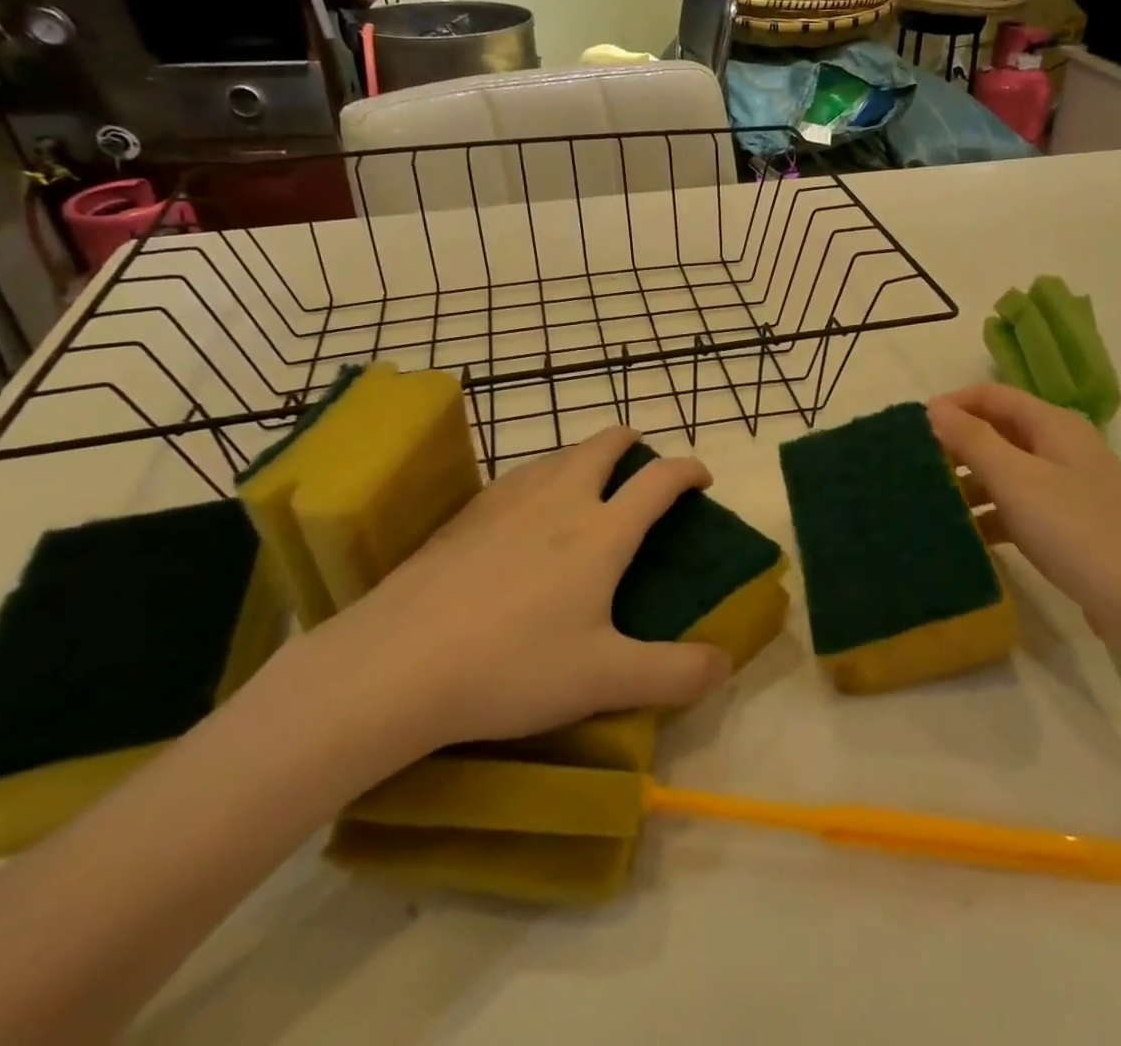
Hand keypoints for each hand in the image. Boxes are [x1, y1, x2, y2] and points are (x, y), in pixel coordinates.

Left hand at [280, 426, 730, 788]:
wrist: (395, 665)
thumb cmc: (512, 668)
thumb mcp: (605, 680)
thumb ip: (674, 674)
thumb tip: (724, 662)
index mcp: (601, 532)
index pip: (659, 480)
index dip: (688, 470)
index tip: (701, 478)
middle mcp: (559, 501)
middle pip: (603, 445)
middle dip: (629, 441)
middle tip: (641, 458)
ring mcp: (506, 502)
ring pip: (557, 456)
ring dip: (583, 456)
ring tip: (587, 481)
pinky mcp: (463, 516)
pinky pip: (518, 479)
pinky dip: (540, 478)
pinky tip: (525, 512)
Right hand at [927, 384, 1120, 645]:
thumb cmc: (1080, 532)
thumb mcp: (1018, 481)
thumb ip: (973, 440)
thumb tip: (934, 407)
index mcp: (1053, 425)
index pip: (991, 396)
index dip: (951, 406)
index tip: (910, 432)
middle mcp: (1062, 448)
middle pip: (998, 432)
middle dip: (956, 446)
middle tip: (913, 470)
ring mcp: (1068, 489)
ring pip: (1006, 472)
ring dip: (969, 483)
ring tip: (929, 505)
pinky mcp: (1069, 526)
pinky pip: (1019, 508)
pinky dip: (990, 515)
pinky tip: (965, 537)